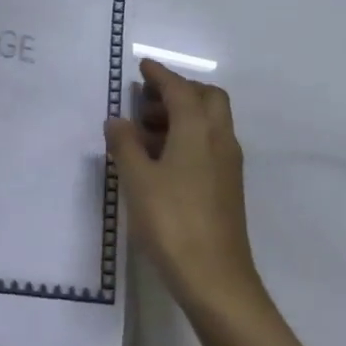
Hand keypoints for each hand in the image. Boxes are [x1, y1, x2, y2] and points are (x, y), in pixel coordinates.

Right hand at [105, 59, 261, 314]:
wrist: (216, 279)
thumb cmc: (172, 222)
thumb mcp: (137, 181)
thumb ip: (125, 145)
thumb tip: (117, 120)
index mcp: (199, 131)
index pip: (180, 90)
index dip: (160, 75)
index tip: (142, 66)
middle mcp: (220, 140)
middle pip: (207, 98)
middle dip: (178, 91)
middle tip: (146, 100)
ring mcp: (228, 164)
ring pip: (210, 122)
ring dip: (182, 114)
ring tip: (145, 130)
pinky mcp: (227, 186)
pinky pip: (209, 144)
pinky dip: (188, 136)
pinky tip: (161, 159)